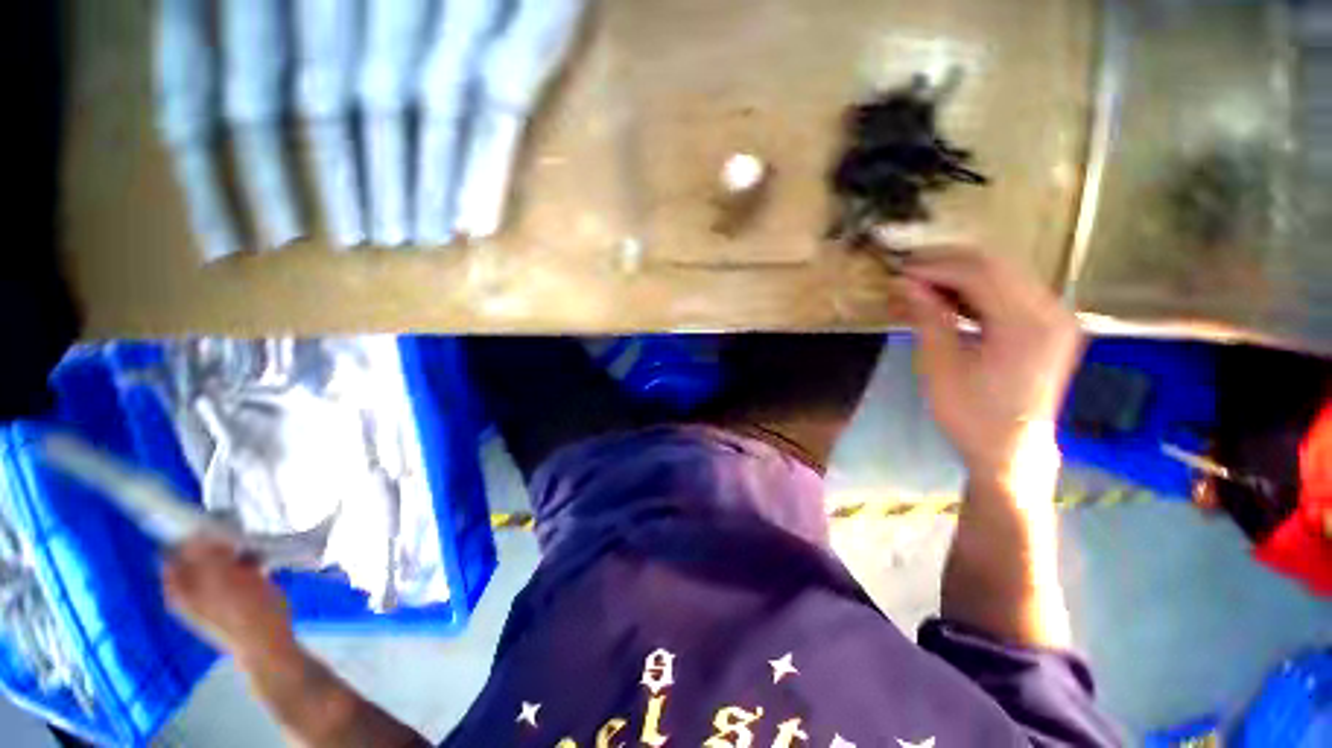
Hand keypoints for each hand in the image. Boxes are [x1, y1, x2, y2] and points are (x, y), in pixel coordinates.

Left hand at [164, 536, 295, 663]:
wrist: (269, 645)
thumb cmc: (245, 614)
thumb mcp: (224, 582)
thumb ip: (205, 556)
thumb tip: (194, 531)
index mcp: (179, 588)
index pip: (174, 550)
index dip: (191, 535)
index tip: (214, 524)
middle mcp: (189, 589)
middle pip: (197, 554)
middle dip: (217, 542)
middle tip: (237, 537)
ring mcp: (212, 593)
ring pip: (219, 559)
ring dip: (236, 551)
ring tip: (253, 551)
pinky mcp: (234, 594)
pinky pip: (235, 568)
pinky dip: (247, 561)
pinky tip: (261, 563)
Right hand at [899, 250, 1083, 486]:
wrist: (1010, 451)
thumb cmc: (971, 413)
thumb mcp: (940, 365)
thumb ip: (927, 316)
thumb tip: (903, 283)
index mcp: (1027, 323)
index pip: (979, 273)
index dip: (935, 267)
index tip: (899, 272)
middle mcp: (1050, 310)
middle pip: (995, 266)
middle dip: (946, 265)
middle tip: (907, 275)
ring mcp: (1053, 317)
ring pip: (1003, 275)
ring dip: (958, 276)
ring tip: (920, 288)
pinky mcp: (1047, 326)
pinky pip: (1009, 293)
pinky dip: (974, 291)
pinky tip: (947, 301)